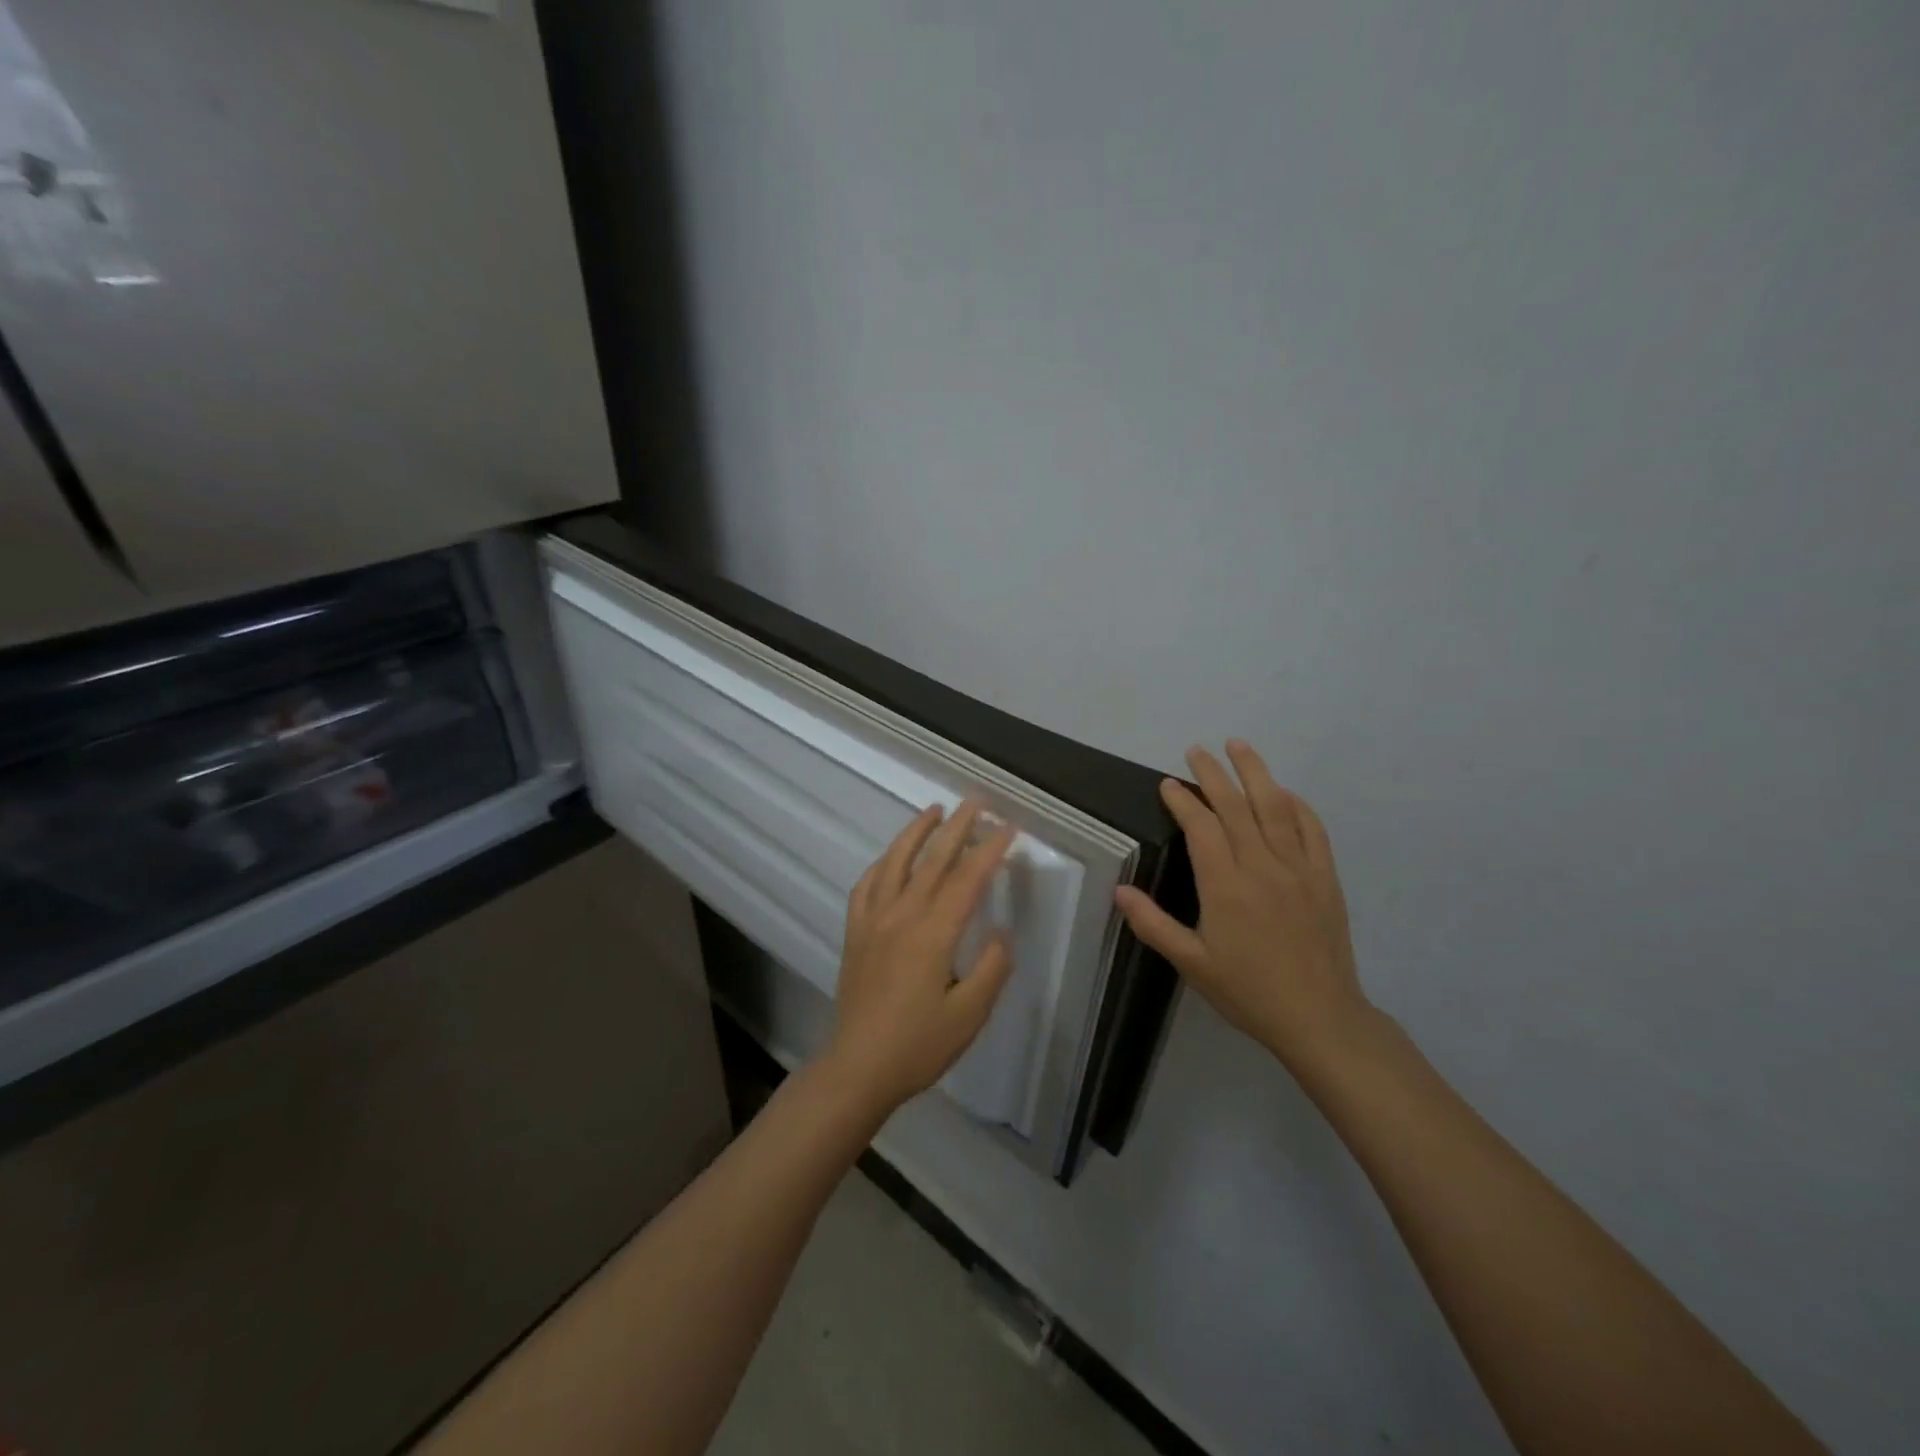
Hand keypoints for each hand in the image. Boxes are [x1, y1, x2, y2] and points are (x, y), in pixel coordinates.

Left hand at [823, 799, 1018, 1115]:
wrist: (858, 1068)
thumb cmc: (919, 1045)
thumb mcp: (969, 1015)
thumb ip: (991, 970)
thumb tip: (1000, 933)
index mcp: (933, 933)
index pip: (968, 879)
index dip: (990, 850)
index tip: (1008, 827)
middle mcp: (901, 915)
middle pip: (933, 860)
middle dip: (958, 826)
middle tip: (976, 801)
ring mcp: (873, 920)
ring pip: (895, 862)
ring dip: (916, 831)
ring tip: (934, 810)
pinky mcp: (855, 932)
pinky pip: (866, 885)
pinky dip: (882, 863)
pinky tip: (891, 857)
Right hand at [1115, 741, 1371, 1070]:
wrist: (1319, 1018)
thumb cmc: (1248, 992)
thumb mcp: (1191, 963)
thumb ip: (1152, 924)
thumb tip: (1119, 891)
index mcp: (1226, 885)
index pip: (1201, 827)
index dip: (1182, 801)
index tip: (1167, 784)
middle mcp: (1262, 866)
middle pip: (1235, 806)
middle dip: (1213, 774)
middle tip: (1196, 750)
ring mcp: (1298, 868)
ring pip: (1275, 807)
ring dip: (1255, 772)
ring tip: (1239, 746)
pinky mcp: (1325, 878)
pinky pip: (1312, 830)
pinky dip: (1297, 805)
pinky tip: (1285, 793)